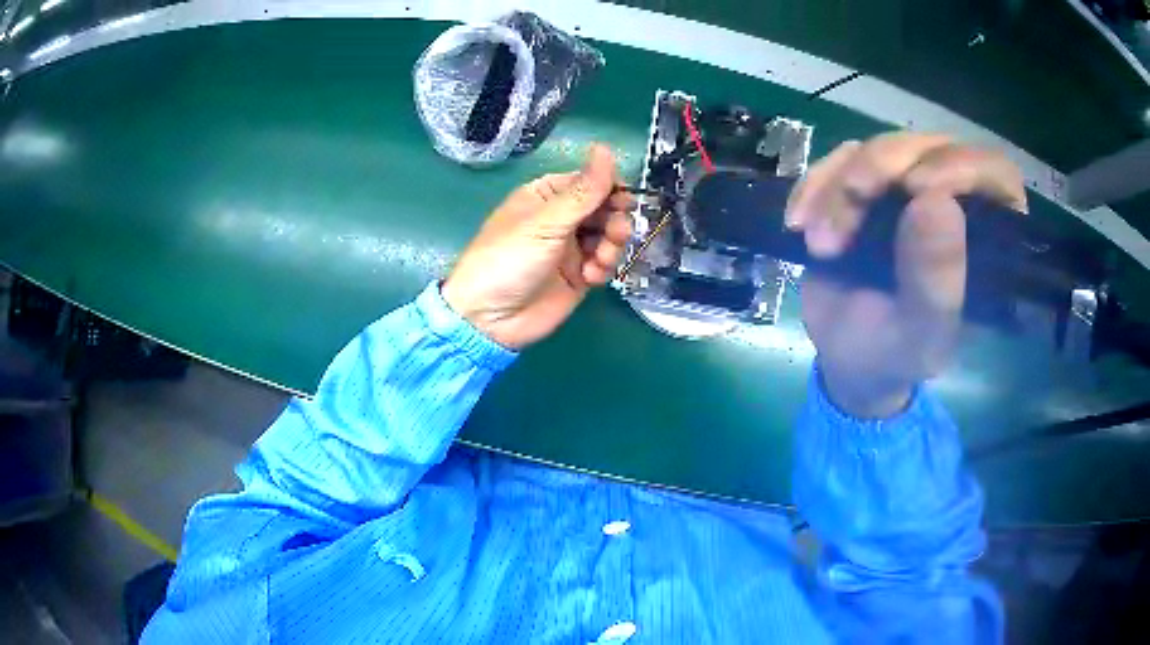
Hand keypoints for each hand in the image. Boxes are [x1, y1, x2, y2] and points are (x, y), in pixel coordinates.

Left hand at [443, 145, 633, 349]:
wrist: (489, 319)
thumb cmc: (508, 259)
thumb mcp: (546, 222)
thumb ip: (583, 190)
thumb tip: (605, 148)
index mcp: (547, 196)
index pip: (589, 181)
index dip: (609, 188)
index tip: (624, 199)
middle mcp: (561, 219)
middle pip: (604, 209)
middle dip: (614, 219)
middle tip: (615, 231)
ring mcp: (570, 248)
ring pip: (608, 236)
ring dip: (612, 244)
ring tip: (599, 258)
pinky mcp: (578, 276)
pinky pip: (603, 263)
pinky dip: (603, 268)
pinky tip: (590, 277)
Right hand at [786, 133, 1026, 417]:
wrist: (845, 357)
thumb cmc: (894, 355)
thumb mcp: (918, 335)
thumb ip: (935, 282)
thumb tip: (937, 202)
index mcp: (988, 238)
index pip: (995, 174)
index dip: (960, 165)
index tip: (915, 188)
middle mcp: (956, 201)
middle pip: (929, 146)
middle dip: (883, 166)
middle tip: (853, 198)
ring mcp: (910, 187)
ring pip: (881, 148)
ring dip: (841, 185)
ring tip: (821, 242)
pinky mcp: (870, 184)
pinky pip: (842, 159)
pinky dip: (816, 184)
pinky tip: (798, 222)